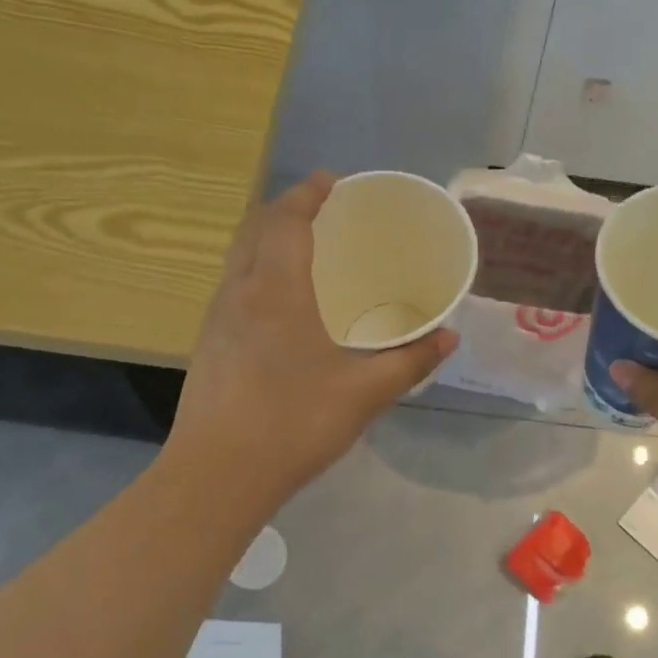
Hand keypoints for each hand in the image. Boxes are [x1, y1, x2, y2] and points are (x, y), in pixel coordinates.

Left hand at [170, 172, 457, 505]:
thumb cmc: (294, 424)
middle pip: (256, 228)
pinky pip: (233, 284)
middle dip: (287, 209)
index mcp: (276, 289)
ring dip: (267, 237)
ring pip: (239, 256)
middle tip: (323, 210)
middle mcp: (240, 291)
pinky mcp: (208, 343)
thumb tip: (449, 338)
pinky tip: (279, 300)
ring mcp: (217, 318)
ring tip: (303, 246)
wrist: (216, 476)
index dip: (308, 193)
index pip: (286, 219)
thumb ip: (410, 360)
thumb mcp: (364, 393)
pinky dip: (256, 268)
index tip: (332, 180)